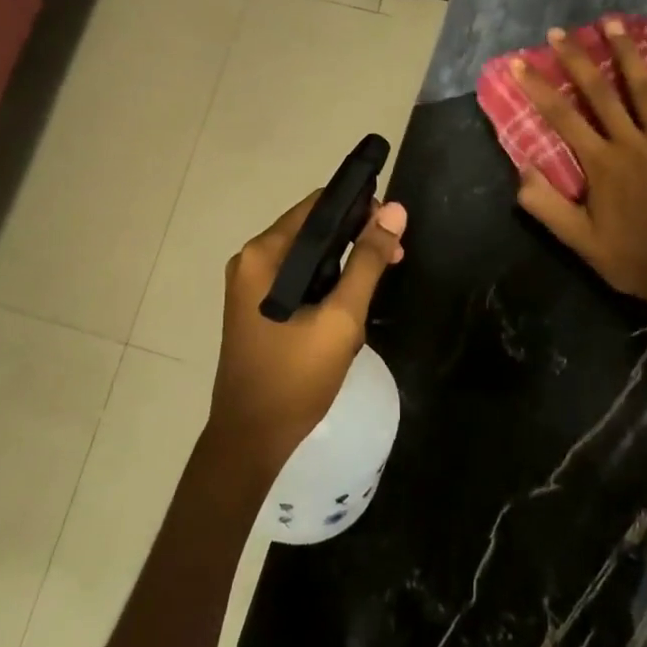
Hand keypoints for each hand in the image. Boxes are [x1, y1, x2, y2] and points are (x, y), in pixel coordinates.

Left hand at [209, 191, 408, 477]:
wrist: (251, 441)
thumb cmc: (295, 378)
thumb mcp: (342, 318)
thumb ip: (368, 262)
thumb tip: (394, 210)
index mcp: (264, 254)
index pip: (317, 206)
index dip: (358, 207)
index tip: (392, 226)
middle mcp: (252, 261)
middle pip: (313, 230)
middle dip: (355, 239)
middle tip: (395, 260)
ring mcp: (251, 286)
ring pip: (309, 257)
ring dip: (344, 266)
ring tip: (375, 290)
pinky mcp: (257, 308)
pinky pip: (298, 280)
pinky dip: (326, 285)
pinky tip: (348, 309)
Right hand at [513, 19, 646, 323]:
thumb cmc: (629, 258)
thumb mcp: (578, 240)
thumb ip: (546, 205)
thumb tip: (521, 169)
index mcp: (602, 164)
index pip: (562, 117)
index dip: (539, 88)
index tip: (521, 63)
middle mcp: (633, 144)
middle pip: (601, 92)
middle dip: (578, 58)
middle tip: (561, 31)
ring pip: (646, 90)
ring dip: (629, 55)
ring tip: (614, 24)